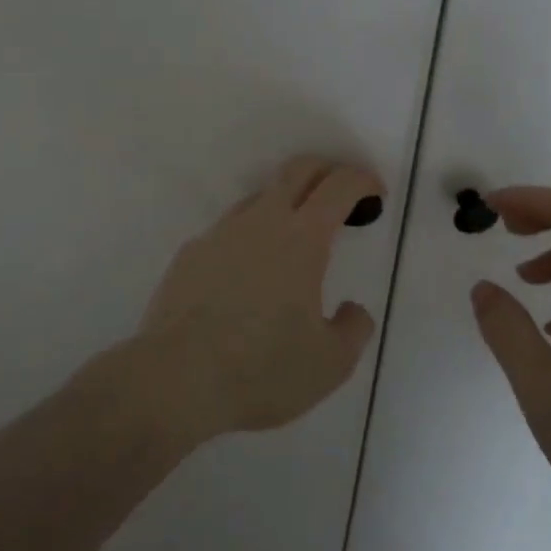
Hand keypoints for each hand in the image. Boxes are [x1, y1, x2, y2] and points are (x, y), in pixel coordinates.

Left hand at [136, 156, 382, 441]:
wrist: (175, 380)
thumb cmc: (262, 369)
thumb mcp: (330, 363)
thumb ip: (353, 329)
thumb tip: (352, 310)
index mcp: (303, 239)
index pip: (339, 186)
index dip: (362, 180)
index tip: (375, 194)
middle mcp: (261, 222)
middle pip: (298, 170)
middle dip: (326, 170)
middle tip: (341, 194)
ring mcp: (220, 234)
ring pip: (259, 198)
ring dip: (285, 204)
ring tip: (294, 242)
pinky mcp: (190, 254)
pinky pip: (228, 232)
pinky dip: (249, 239)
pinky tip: (247, 277)